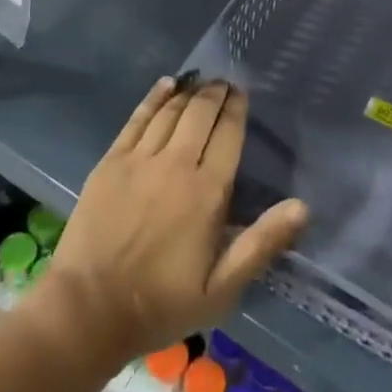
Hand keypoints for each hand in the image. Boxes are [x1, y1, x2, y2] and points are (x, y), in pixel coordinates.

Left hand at [32, 77, 307, 363]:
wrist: (89, 309)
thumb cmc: (161, 303)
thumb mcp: (221, 288)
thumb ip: (261, 243)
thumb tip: (302, 206)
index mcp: (207, 192)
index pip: (228, 135)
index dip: (237, 109)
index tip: (242, 94)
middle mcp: (175, 165)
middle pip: (200, 114)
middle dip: (216, 93)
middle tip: (225, 82)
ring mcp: (139, 159)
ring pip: (170, 112)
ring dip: (189, 92)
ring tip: (201, 81)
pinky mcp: (111, 161)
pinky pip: (137, 119)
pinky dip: (154, 97)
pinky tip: (166, 84)